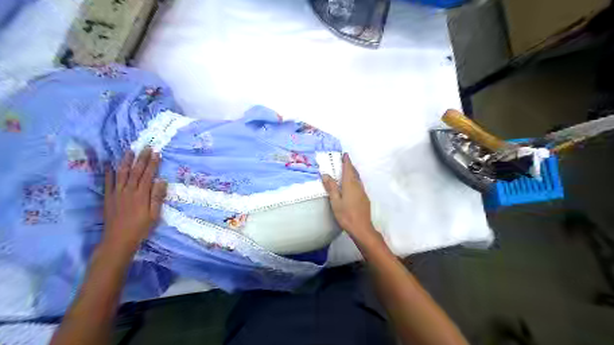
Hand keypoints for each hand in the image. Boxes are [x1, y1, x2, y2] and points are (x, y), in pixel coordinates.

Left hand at [102, 148, 165, 255]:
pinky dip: (109, 173)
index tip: (157, 153)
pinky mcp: (108, 198)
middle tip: (146, 147)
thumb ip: (157, 197)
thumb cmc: (140, 228)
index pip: (148, 175)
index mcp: (141, 194)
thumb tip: (161, 181)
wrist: (118, 240)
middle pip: (136, 171)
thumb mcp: (154, 214)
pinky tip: (111, 166)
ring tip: (129, 151)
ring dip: (126, 161)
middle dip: (141, 158)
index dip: (153, 163)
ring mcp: (117, 193)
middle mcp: (129, 191)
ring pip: (121, 173)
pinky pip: (108, 183)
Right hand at [322, 152, 379, 243]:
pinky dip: (355, 180)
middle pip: (354, 173)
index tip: (345, 154)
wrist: (361, 228)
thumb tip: (326, 174)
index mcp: (350, 185)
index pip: (348, 169)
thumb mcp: (335, 201)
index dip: (347, 161)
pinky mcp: (365, 199)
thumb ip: (331, 187)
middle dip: (350, 166)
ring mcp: (362, 192)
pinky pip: (359, 185)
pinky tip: (352, 185)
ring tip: (348, 171)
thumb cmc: (346, 215)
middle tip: (345, 161)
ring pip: (357, 179)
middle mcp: (358, 186)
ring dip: (353, 173)